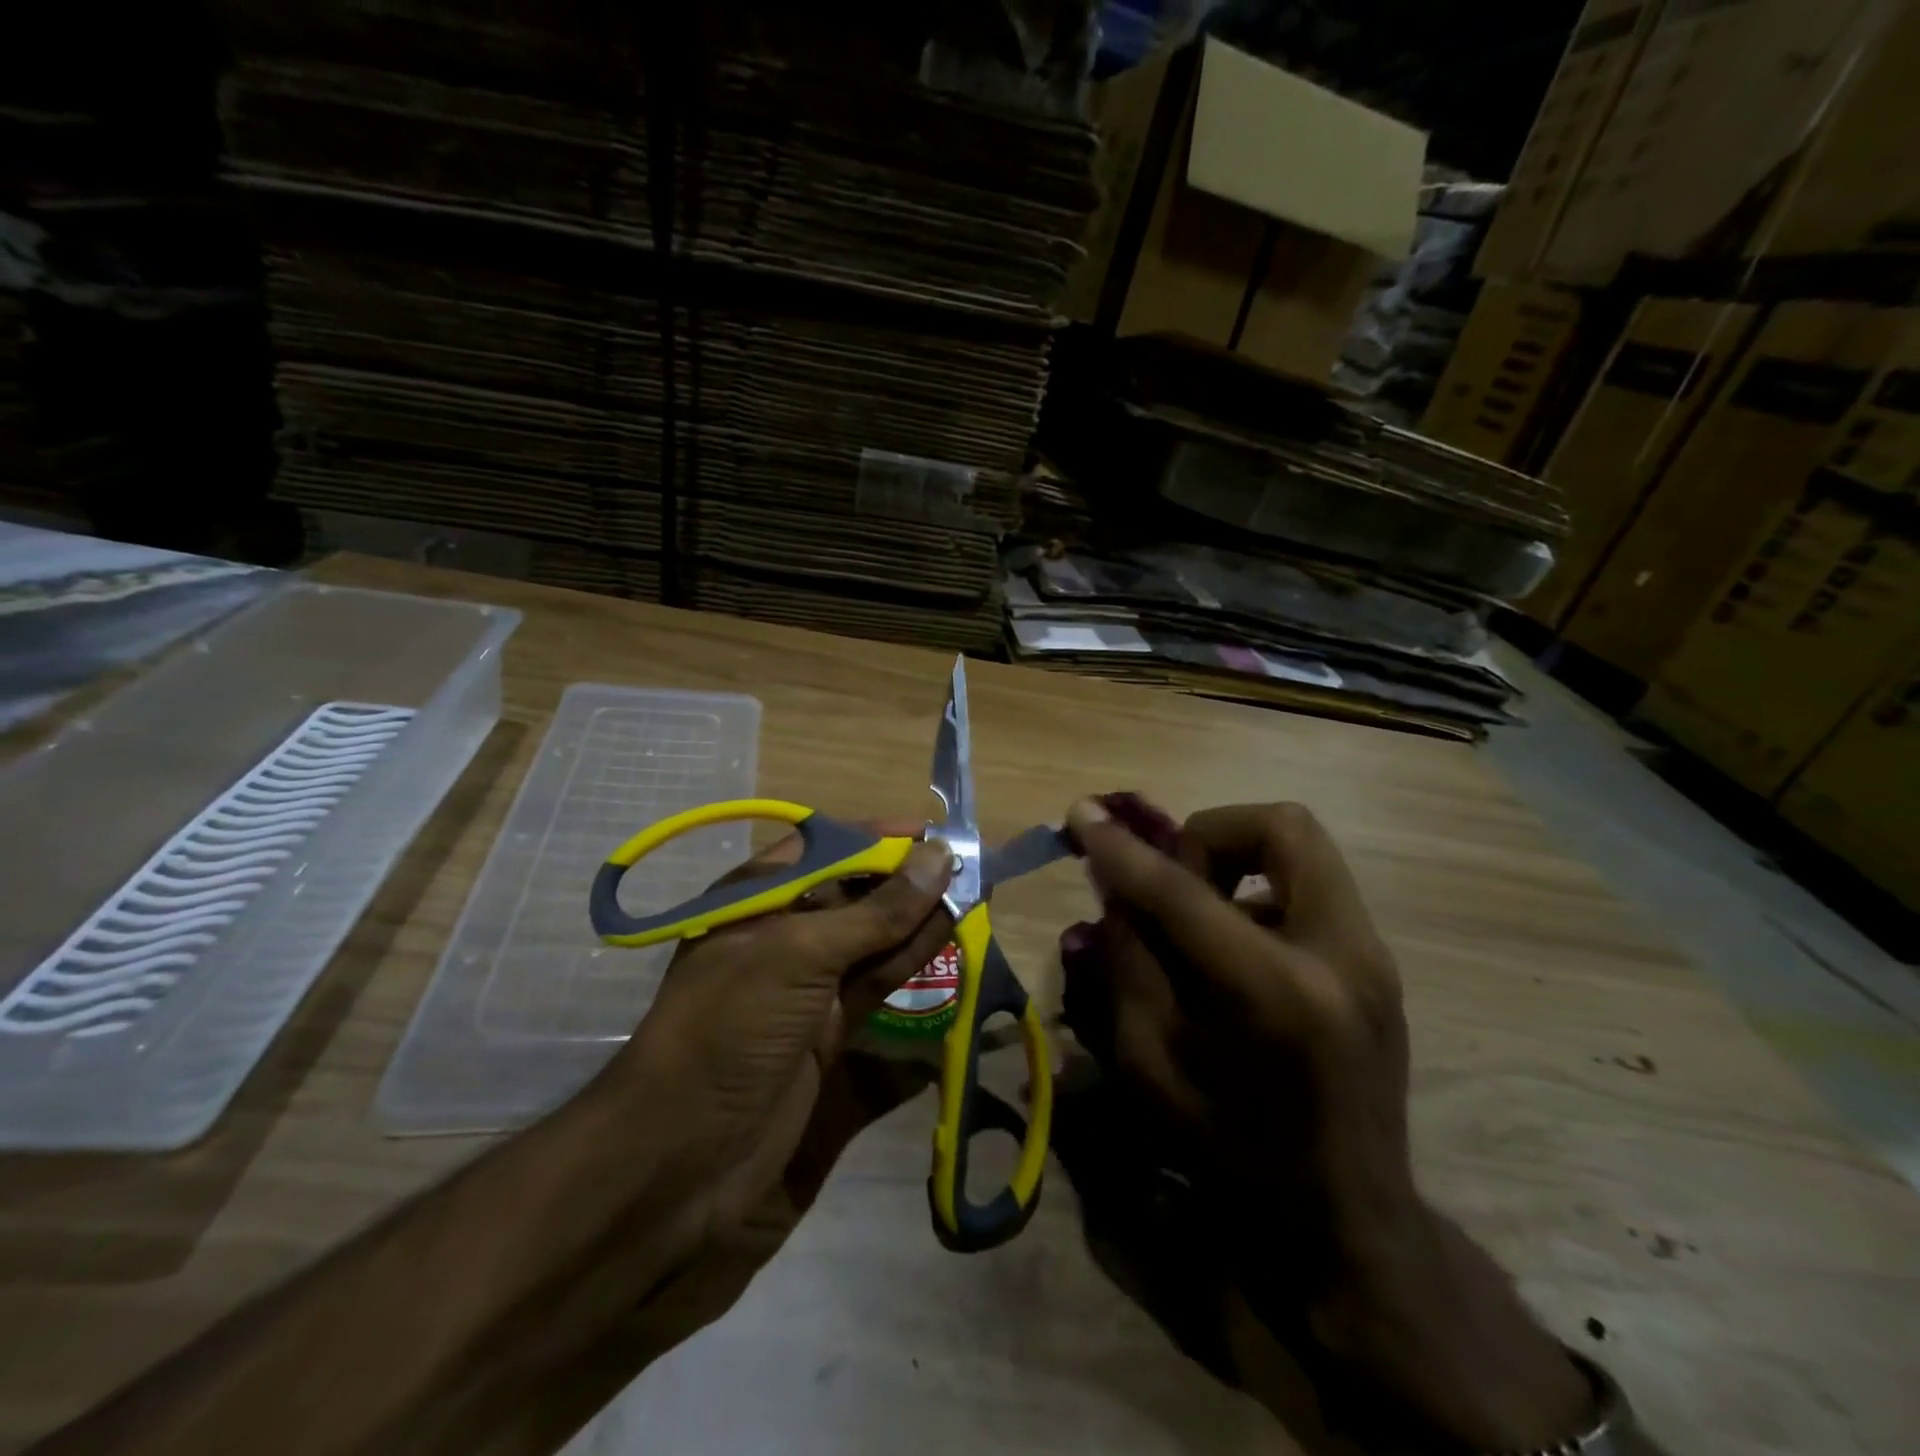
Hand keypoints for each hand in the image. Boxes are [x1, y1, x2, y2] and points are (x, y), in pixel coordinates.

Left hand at [593, 826, 953, 1328]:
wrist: (680, 1167)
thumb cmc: (731, 1030)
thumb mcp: (800, 956)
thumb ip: (876, 911)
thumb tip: (939, 857)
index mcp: (758, 901)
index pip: (827, 848)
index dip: (879, 839)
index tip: (935, 837)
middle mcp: (784, 938)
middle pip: (856, 896)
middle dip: (908, 882)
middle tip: (971, 873)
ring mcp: (807, 991)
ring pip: (875, 944)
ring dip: (920, 926)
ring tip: (975, 904)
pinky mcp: (829, 1040)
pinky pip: (879, 994)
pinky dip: (915, 976)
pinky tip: (955, 956)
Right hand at [1060, 797, 1592, 1452]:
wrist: (1347, 1225)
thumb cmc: (1231, 1157)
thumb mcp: (1149, 1067)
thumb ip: (1127, 963)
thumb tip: (1115, 886)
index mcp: (1273, 994)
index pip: (1181, 890)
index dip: (1121, 849)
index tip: (1082, 815)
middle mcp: (1340, 956)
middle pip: (1282, 826)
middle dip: (1210, 833)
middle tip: (1174, 882)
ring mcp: (1373, 956)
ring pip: (1302, 848)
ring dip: (1236, 862)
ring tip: (1201, 920)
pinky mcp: (1379, 963)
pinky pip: (1311, 887)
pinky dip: (1259, 894)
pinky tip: (1234, 953)